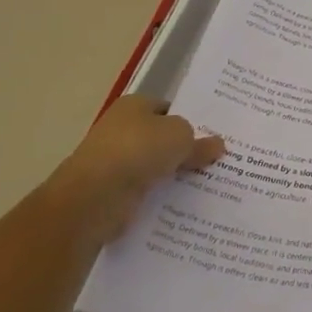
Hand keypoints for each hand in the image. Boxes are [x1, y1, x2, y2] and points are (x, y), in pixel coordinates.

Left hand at [52, 94, 223, 241]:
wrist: (94, 196)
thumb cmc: (138, 150)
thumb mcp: (180, 137)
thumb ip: (199, 142)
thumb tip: (217, 145)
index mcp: (134, 106)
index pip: (168, 109)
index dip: (191, 120)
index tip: (213, 137)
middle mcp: (121, 130)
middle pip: (161, 139)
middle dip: (184, 151)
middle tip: (217, 162)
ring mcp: (114, 162)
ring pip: (154, 167)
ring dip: (173, 176)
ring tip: (208, 185)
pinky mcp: (112, 193)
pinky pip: (145, 192)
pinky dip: (160, 197)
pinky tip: (184, 205)